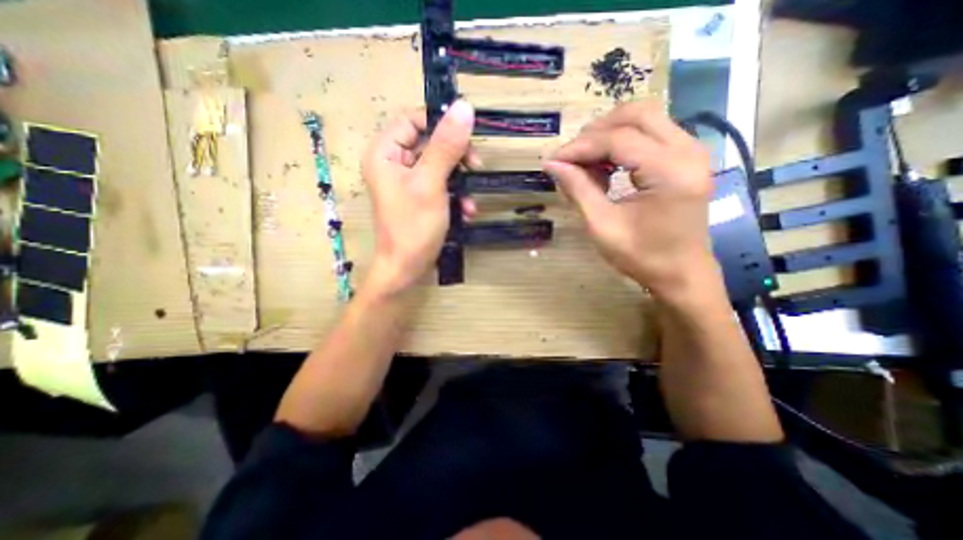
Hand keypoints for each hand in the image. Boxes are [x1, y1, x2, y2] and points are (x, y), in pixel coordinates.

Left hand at [361, 99, 476, 294]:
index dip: (441, 123)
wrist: (407, 269)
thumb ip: (446, 146)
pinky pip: (441, 184)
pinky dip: (455, 195)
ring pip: (440, 165)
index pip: (413, 119)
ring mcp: (407, 181)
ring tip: (471, 200)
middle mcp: (394, 162)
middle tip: (476, 167)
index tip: (468, 136)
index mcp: (385, 152)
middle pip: (430, 142)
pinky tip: (466, 211)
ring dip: (460, 181)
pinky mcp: (420, 197)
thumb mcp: (431, 184)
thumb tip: (463, 107)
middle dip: (456, 157)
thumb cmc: (413, 227)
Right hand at [541, 104, 712, 297]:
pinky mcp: (687, 158)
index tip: (553, 160)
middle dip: (595, 132)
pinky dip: (623, 143)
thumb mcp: (602, 225)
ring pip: (645, 118)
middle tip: (571, 157)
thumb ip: (578, 189)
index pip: (618, 139)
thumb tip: (551, 164)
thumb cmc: (642, 256)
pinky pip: (651, 133)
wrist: (681, 273)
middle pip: (636, 114)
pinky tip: (606, 165)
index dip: (580, 147)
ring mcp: (692, 151)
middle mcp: (688, 150)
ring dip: (609, 134)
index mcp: (669, 171)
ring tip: (585, 162)